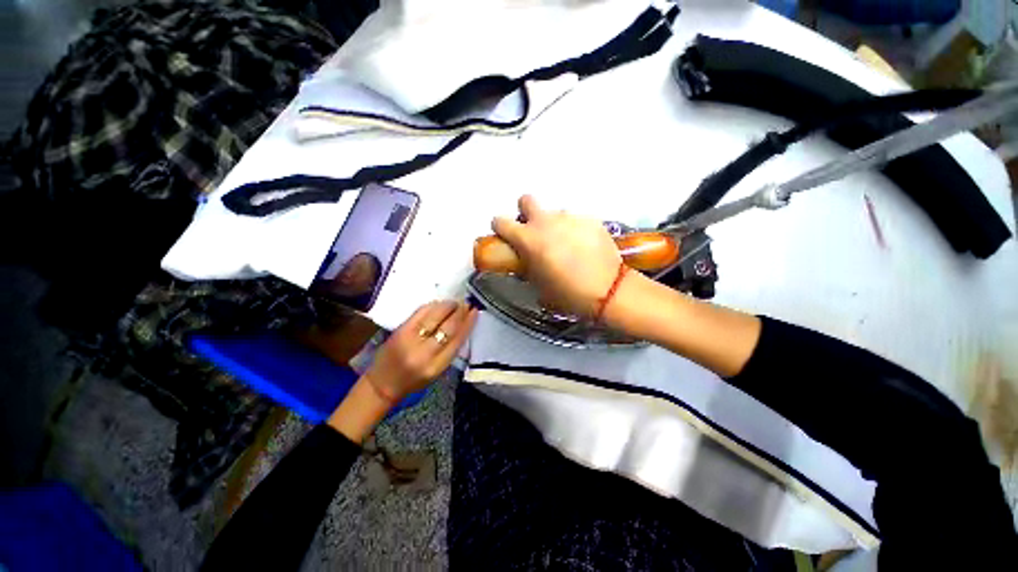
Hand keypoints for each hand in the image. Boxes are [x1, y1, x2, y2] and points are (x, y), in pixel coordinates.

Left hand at [364, 301, 477, 400]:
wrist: (382, 384)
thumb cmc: (413, 381)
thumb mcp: (437, 371)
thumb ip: (450, 350)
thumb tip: (463, 325)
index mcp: (436, 366)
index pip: (457, 340)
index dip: (468, 323)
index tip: (475, 312)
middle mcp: (424, 353)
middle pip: (448, 327)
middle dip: (460, 312)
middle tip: (467, 304)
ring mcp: (410, 339)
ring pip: (435, 316)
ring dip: (448, 306)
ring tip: (455, 302)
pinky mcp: (400, 330)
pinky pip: (420, 313)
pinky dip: (433, 306)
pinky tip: (440, 304)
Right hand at [492, 195, 622, 317]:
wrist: (608, 291)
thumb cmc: (568, 294)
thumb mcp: (539, 287)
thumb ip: (528, 269)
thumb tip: (527, 263)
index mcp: (528, 239)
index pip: (500, 221)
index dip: (500, 228)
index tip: (506, 237)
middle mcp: (546, 222)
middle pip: (526, 200)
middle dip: (526, 213)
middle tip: (534, 232)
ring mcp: (570, 217)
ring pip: (554, 213)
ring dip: (554, 225)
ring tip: (566, 245)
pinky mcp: (590, 219)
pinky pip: (576, 220)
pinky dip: (575, 230)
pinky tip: (584, 247)